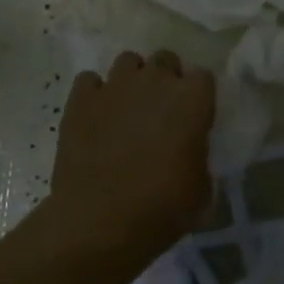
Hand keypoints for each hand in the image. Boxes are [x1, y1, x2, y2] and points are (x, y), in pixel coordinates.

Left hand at [50, 50, 214, 256]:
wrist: (100, 224)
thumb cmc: (161, 210)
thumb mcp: (201, 188)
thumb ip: (198, 154)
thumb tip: (189, 148)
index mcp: (192, 100)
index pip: (203, 77)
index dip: (198, 96)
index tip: (194, 117)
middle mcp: (155, 82)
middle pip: (165, 59)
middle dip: (166, 79)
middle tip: (161, 110)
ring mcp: (114, 87)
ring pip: (128, 61)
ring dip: (132, 80)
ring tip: (127, 108)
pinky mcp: (80, 100)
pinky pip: (89, 81)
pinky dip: (94, 94)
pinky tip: (95, 116)